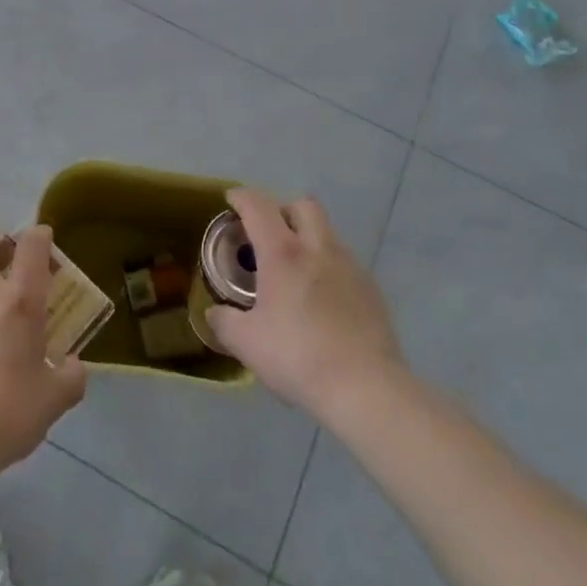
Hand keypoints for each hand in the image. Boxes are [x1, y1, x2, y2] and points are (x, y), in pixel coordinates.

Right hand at [205, 189, 404, 424]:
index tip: (231, 200)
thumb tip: (215, 313)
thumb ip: (224, 322)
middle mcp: (318, 248)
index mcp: (283, 252)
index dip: (241, 197)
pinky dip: (328, 267)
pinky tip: (322, 299)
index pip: (258, 206)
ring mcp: (349, 266)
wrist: (365, 388)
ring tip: (295, 271)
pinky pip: (344, 262)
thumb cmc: (298, 357)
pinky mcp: (371, 289)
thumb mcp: (247, 344)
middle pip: (302, 205)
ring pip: (326, 232)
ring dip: (308, 238)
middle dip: (282, 209)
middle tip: (268, 233)